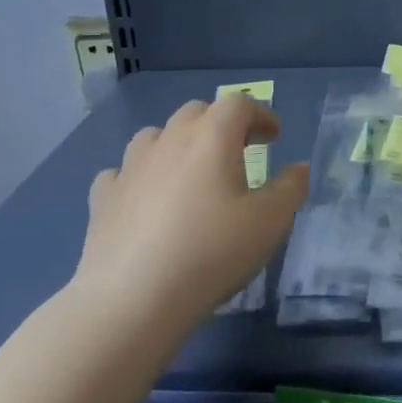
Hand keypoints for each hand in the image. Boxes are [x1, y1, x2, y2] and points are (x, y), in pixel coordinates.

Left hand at [77, 96, 308, 328]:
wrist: (133, 297)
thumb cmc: (212, 252)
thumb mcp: (270, 223)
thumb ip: (291, 189)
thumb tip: (298, 168)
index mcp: (212, 137)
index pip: (239, 104)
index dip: (260, 114)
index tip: (273, 137)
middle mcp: (169, 140)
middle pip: (196, 112)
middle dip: (220, 125)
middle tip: (237, 153)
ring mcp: (131, 166)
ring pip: (155, 136)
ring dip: (177, 144)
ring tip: (189, 173)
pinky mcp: (103, 197)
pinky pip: (122, 173)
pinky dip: (139, 177)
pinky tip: (145, 199)